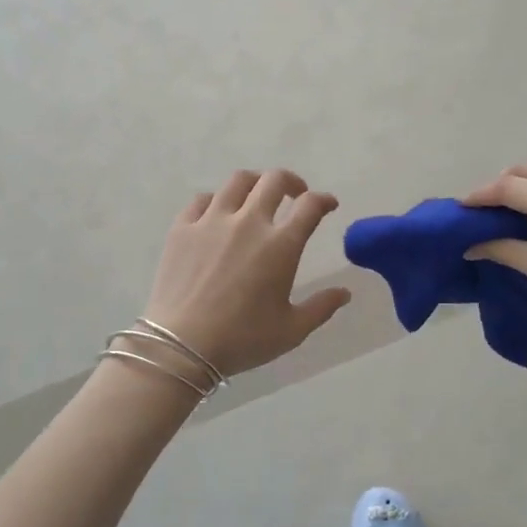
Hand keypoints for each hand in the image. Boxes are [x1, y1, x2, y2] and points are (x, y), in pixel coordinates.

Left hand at [141, 169, 352, 376]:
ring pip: (238, 181)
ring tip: (258, 196)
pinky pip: (202, 199)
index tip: (328, 205)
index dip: (324, 200)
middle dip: (292, 183)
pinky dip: (217, 200)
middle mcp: (248, 222)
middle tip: (295, 195)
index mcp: (280, 245)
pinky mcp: (182, 228)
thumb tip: (345, 293)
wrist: (181, 345)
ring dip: (256, 183)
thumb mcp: (292, 330)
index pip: (310, 206)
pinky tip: (218, 213)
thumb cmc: (242, 339)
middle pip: (274, 181)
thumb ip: (321, 308)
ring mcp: (212, 221)